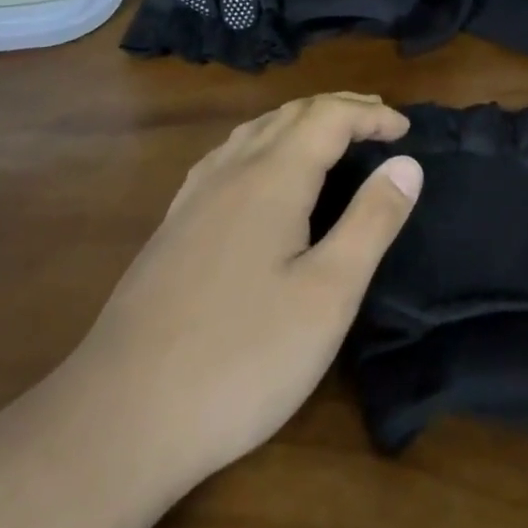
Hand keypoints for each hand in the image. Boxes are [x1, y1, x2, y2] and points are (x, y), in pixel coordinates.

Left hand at [70, 92, 421, 491]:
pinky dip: (263, 144)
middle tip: (378, 123)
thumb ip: (371, 221)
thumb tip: (407, 164)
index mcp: (272, 177)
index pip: (329, 117)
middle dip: (339, 109)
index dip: (370, 115)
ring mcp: (194, 198)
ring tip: (330, 139)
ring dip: (299, 122)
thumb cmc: (242, 358)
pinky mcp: (173, 228)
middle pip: (291, 114)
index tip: (406, 130)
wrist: (120, 417)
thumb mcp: (328, 295)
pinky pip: (226, 158)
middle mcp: (230, 171)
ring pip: (254, 132)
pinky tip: (260, 174)